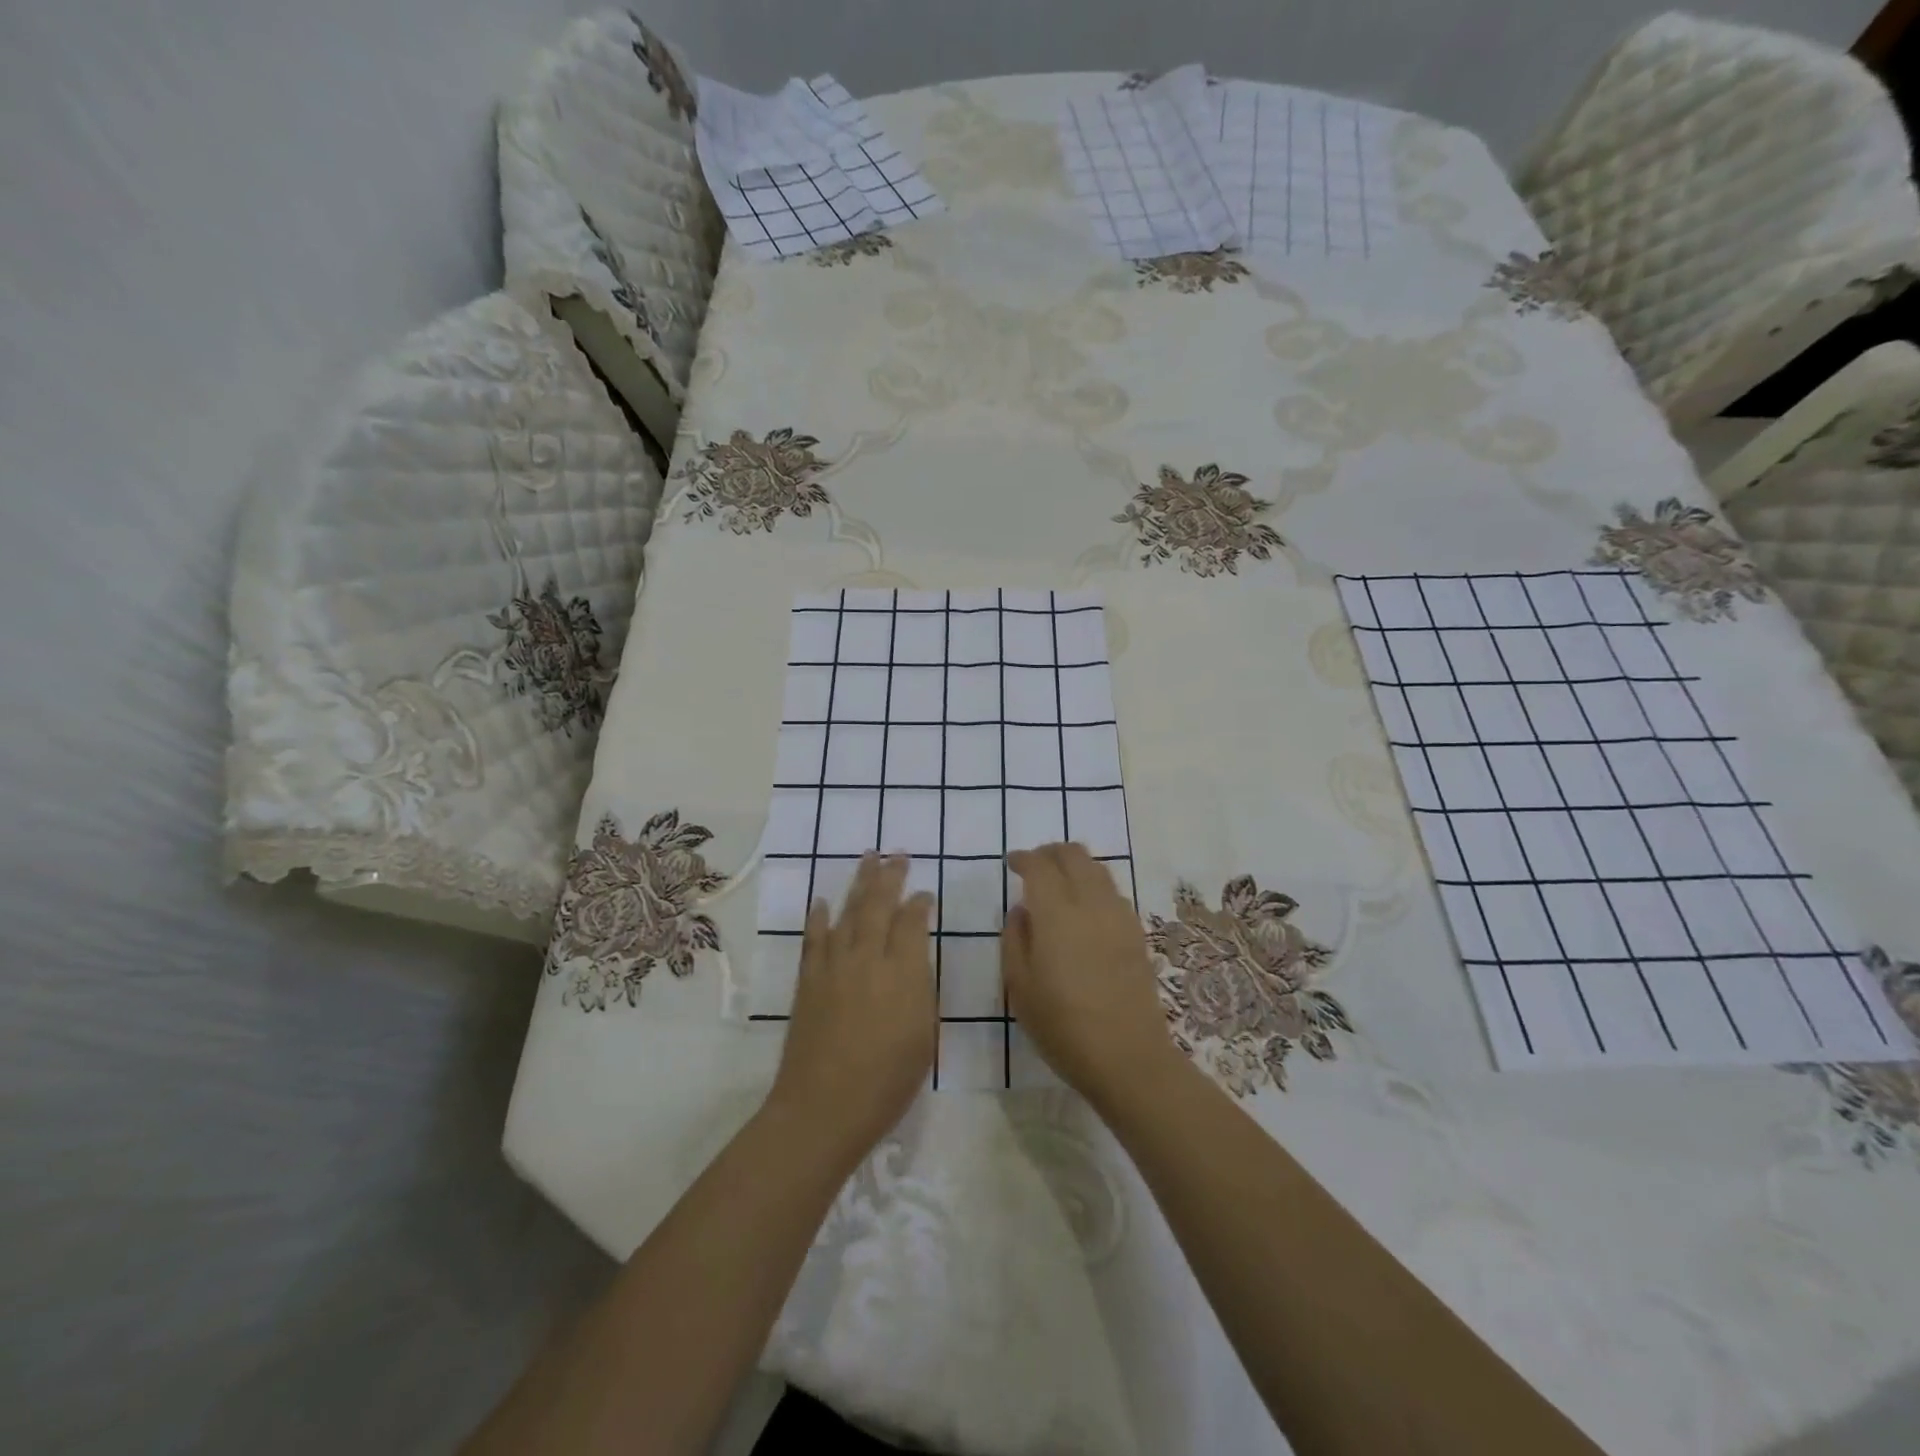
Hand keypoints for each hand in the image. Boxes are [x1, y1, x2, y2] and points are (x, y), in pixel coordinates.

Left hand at [767, 854, 935, 1164]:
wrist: (823, 1108)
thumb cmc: (886, 1081)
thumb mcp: (923, 1035)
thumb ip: (920, 988)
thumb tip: (913, 957)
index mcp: (902, 972)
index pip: (912, 922)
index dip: (919, 904)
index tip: (925, 895)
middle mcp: (866, 958)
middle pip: (878, 905)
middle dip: (890, 877)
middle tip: (896, 854)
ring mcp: (833, 966)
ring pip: (847, 912)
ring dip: (858, 883)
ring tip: (867, 859)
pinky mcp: (808, 980)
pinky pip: (814, 938)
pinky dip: (819, 916)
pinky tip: (823, 901)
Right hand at [1004, 842, 1180, 1108]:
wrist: (1127, 1056)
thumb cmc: (1062, 1026)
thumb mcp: (1019, 987)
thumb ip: (1015, 939)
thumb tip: (1021, 910)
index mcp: (1056, 914)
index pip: (1040, 865)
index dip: (1024, 858)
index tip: (1012, 863)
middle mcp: (1091, 903)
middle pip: (1074, 854)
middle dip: (1051, 852)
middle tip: (1035, 866)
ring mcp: (1119, 916)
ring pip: (1098, 868)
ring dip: (1075, 864)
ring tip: (1060, 882)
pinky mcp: (1136, 932)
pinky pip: (1113, 891)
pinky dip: (1094, 884)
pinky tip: (1085, 908)